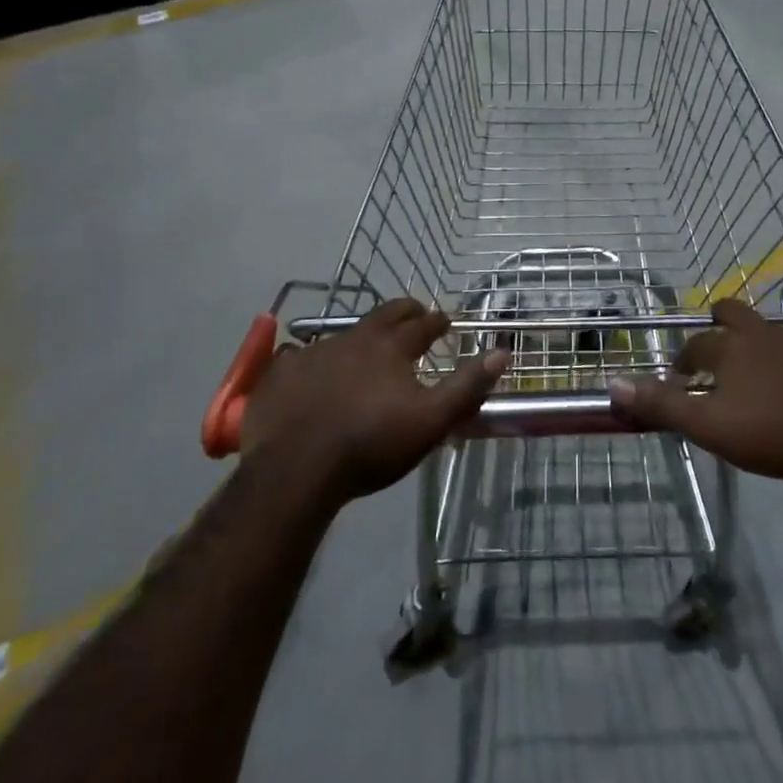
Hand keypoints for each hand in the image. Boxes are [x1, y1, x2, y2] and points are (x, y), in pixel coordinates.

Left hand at [236, 299, 508, 507]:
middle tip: (414, 314)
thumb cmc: (370, 445)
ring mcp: (314, 352)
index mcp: (391, 346)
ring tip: (365, 350)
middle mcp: (354, 338)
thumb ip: (467, 387)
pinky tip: (311, 374)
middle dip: (404, 312)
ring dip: (360, 338)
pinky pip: (299, 356)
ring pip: (344, 334)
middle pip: (385, 314)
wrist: (294, 470)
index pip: (422, 324)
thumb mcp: (430, 421)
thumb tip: (502, 352)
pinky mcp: (281, 373)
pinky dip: (313, 360)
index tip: (446, 320)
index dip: (437, 321)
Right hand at [608, 299, 782, 481]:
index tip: (683, 379)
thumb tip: (613, 384)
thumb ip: (662, 404)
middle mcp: (762, 332)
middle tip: (720, 356)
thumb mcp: (709, 426)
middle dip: (720, 325)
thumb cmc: (771, 433)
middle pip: (732, 312)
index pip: (695, 343)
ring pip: (771, 331)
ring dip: (760, 347)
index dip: (685, 359)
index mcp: (730, 347)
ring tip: (764, 381)